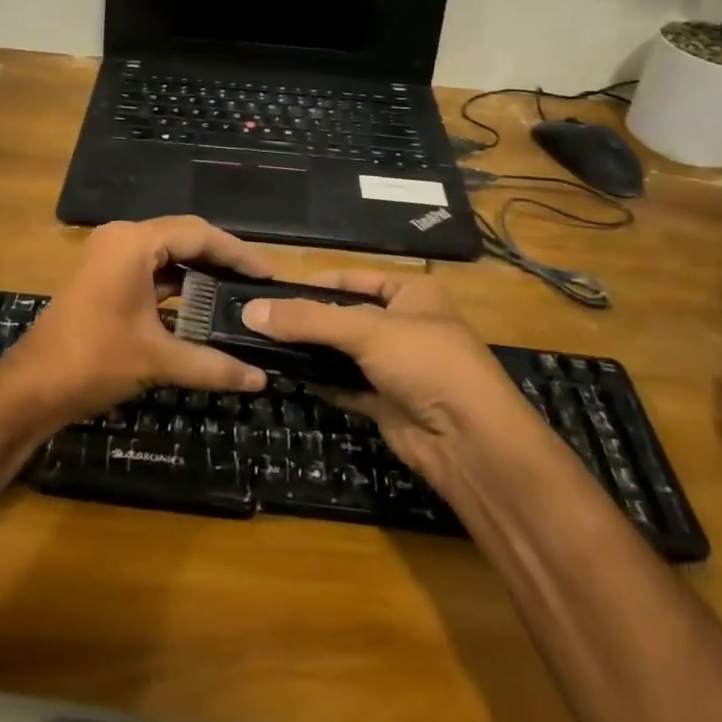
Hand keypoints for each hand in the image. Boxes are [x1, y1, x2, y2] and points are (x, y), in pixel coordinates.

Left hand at [0, 217, 273, 439]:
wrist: (31, 388)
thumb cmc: (93, 362)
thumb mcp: (157, 361)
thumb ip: (213, 366)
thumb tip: (261, 380)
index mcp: (133, 243)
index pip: (198, 234)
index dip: (237, 253)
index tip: (269, 274)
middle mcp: (121, 238)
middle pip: (184, 236)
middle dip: (221, 258)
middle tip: (257, 282)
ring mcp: (109, 255)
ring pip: (167, 253)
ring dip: (199, 271)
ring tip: (237, 292)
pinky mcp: (104, 276)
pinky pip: (150, 269)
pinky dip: (177, 284)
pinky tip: (203, 305)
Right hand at [243, 273, 538, 495]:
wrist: (471, 442)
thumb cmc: (426, 363)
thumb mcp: (366, 329)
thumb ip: (308, 319)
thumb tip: (250, 311)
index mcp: (411, 293)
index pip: (353, 278)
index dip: (314, 283)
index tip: (270, 290)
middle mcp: (404, 325)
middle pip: (345, 316)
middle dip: (307, 320)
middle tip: (258, 320)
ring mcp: (396, 366)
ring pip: (343, 352)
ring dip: (311, 352)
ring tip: (263, 346)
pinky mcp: (387, 402)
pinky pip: (346, 385)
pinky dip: (321, 381)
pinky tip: (288, 375)